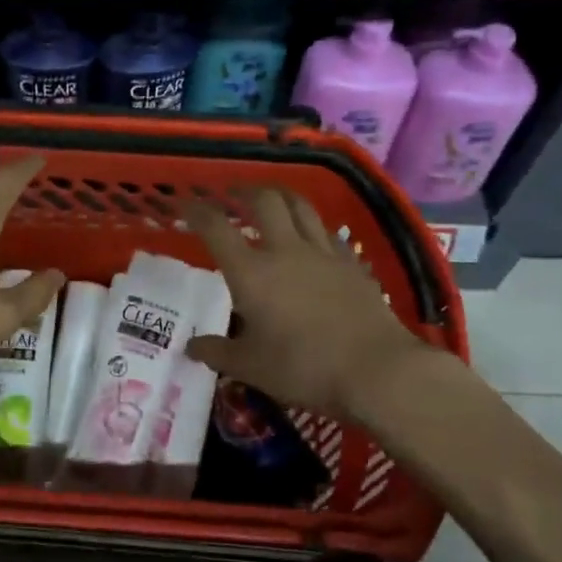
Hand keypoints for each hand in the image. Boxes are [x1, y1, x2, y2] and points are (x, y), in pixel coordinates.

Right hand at [184, 190, 457, 425]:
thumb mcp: (251, 367)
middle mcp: (285, 251)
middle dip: (245, 191)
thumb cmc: (303, 368)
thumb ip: (218, 353)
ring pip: (300, 207)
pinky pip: (328, 232)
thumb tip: (191, 346)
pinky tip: (312, 237)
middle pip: (265, 201)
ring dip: (281, 196)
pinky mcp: (352, 264)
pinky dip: (313, 226)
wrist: (376, 370)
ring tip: (272, 199)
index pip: (216, 228)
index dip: (197, 210)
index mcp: (251, 272)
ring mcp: (323, 253)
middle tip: (233, 193)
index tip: (185, 203)